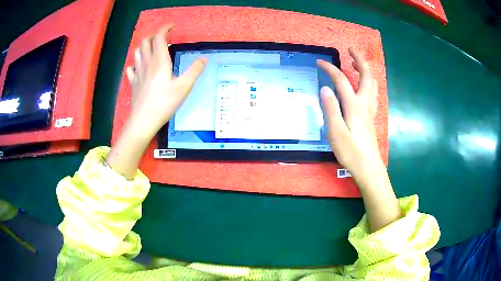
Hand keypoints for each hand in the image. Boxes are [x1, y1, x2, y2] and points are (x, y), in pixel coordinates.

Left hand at [125, 24, 206, 139]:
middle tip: (163, 38)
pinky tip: (140, 67)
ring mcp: (138, 73)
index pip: (159, 37)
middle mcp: (147, 63)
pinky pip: (131, 68)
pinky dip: (136, 63)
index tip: (172, 27)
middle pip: (145, 41)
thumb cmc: (164, 103)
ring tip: (152, 50)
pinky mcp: (133, 83)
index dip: (165, 28)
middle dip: (154, 35)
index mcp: (159, 61)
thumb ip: (195, 70)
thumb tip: (203, 59)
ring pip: (137, 52)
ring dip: (144, 46)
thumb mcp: (184, 87)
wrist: (144, 120)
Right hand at [319, 48, 400, 231]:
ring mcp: (370, 110)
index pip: (342, 81)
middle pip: (366, 76)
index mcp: (354, 106)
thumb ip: (331, 109)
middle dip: (359, 59)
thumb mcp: (336, 132)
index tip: (320, 62)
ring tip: (356, 64)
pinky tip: (362, 86)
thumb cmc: (351, 152)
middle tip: (350, 50)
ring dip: (366, 70)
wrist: (368, 167)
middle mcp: (365, 104)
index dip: (331, 69)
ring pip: (373, 84)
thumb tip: (325, 88)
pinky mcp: (371, 117)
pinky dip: (368, 82)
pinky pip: (372, 93)